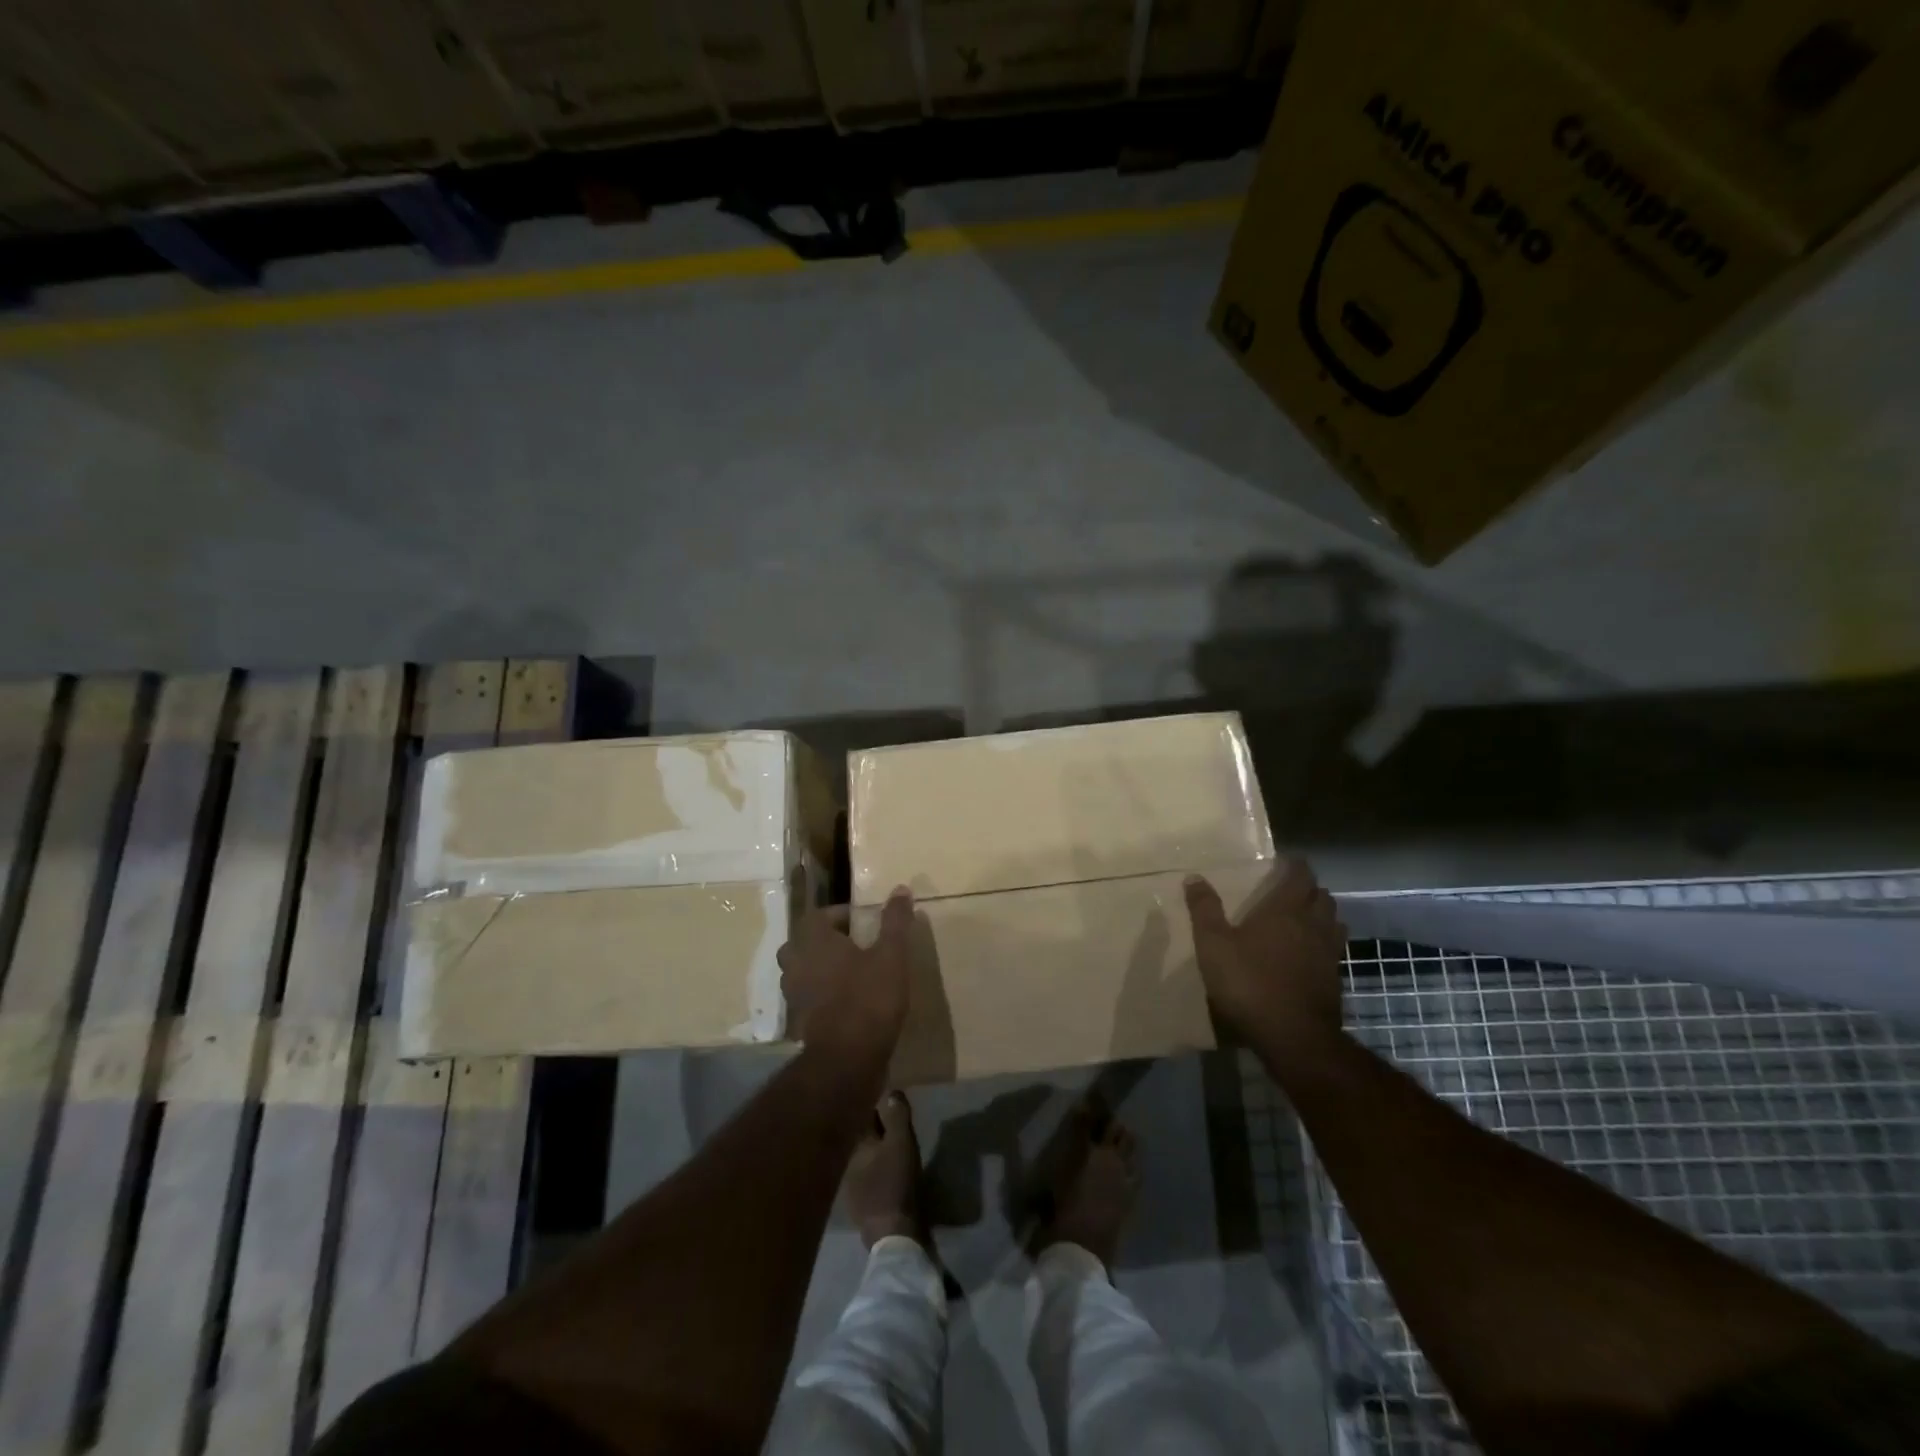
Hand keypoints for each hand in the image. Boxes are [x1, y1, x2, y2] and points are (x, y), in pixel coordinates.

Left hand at [778, 889, 914, 1063]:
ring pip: (802, 971)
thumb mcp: (891, 955)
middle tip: (854, 945)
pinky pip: (807, 998)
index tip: (862, 922)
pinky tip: (847, 1002)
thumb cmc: (868, 998)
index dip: (838, 915)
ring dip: (822, 968)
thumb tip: (901, 888)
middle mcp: (796, 964)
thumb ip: (895, 921)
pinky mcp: (799, 1022)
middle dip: (826, 941)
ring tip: (852, 972)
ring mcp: (793, 995)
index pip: (816, 915)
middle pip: (803, 943)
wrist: (847, 1060)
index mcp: (813, 941)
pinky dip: (822, 995)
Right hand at [1184, 858, 1344, 1049]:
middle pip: (1322, 897)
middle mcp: (1313, 925)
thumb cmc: (1249, 983)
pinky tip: (1308, 955)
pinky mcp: (1334, 980)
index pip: (1301, 876)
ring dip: (1322, 915)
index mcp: (1285, 910)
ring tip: (1303, 918)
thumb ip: (1204, 909)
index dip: (1296, 866)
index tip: (1285, 862)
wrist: (1293, 1037)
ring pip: (1334, 922)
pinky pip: (1333, 950)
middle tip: (1290, 890)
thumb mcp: (1213, 945)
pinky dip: (1324, 943)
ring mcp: (1328, 954)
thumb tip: (1194, 877)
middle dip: (1309, 889)